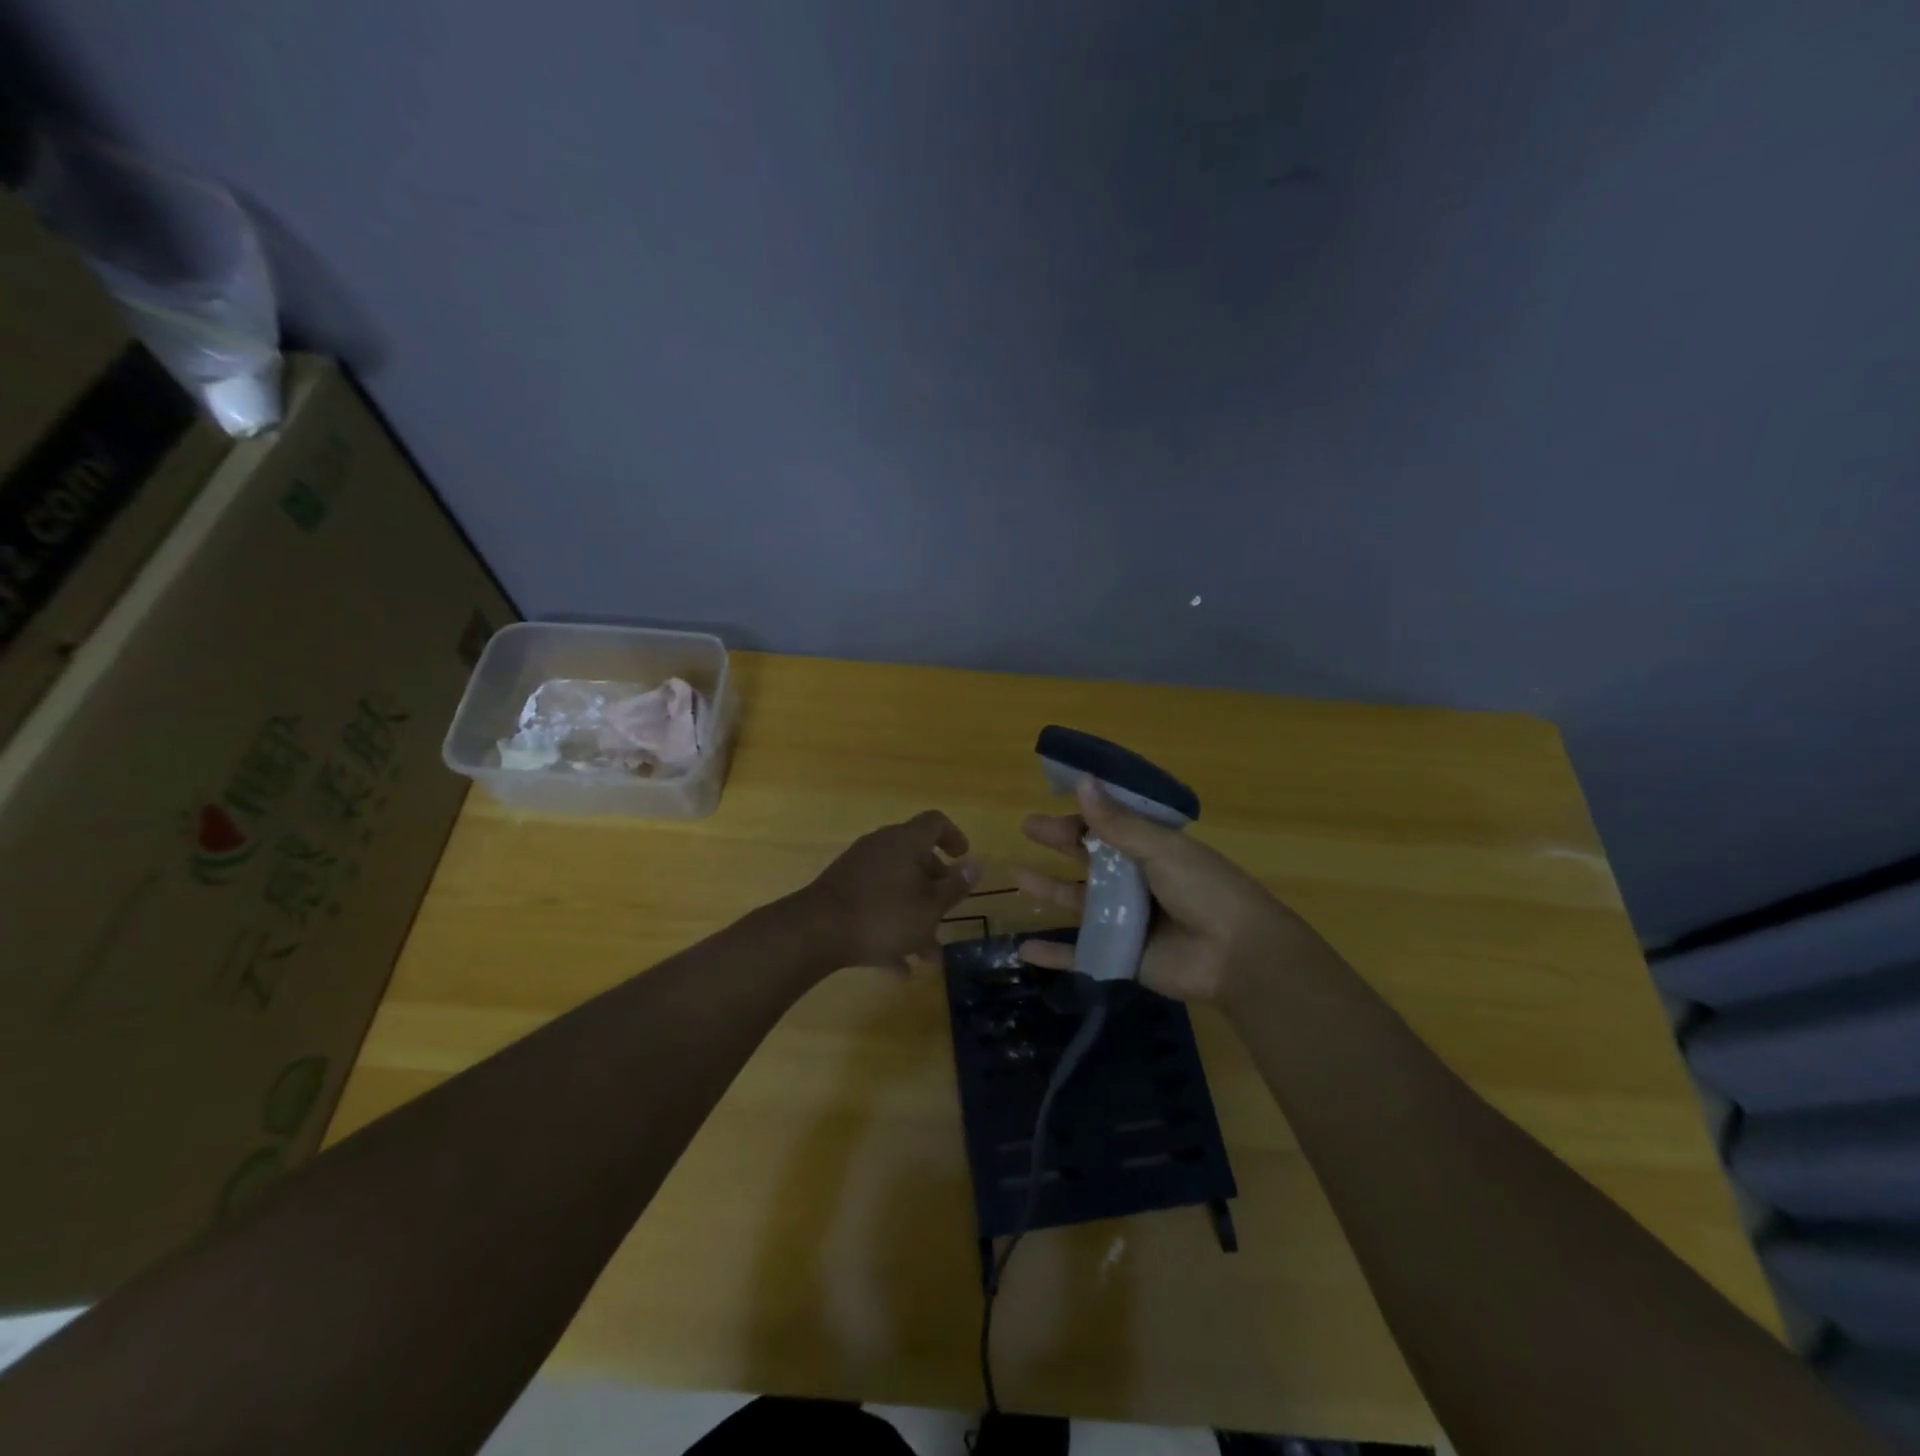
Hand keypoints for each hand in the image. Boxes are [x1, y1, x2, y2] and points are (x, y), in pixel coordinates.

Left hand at [803, 810, 979, 970]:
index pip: (935, 822)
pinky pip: (874, 903)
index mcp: (906, 841)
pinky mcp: (840, 891)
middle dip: (935, 886)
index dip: (953, 837)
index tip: (963, 858)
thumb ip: (954, 886)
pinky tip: (897, 968)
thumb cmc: (883, 915)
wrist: (815, 931)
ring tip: (928, 955)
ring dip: (914, 915)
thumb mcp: (930, 907)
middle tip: (948, 910)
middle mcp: (882, 846)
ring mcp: (857, 868)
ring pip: (896, 886)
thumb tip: (975, 865)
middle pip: (915, 857)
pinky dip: (889, 927)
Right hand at [1015, 779, 1322, 1002]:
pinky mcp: (1120, 954)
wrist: (1237, 956)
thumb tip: (1080, 780)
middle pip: (1089, 858)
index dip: (1083, 812)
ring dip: (1048, 889)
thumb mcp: (1161, 849)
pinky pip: (1080, 953)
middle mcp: (1136, 880)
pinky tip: (1023, 949)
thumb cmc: (1204, 890)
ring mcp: (1126, 919)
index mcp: (1152, 849)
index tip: (1052, 796)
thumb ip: (1117, 823)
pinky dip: (1053, 953)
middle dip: (1059, 842)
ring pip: (1078, 901)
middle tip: (1027, 827)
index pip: (1110, 824)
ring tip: (1015, 876)